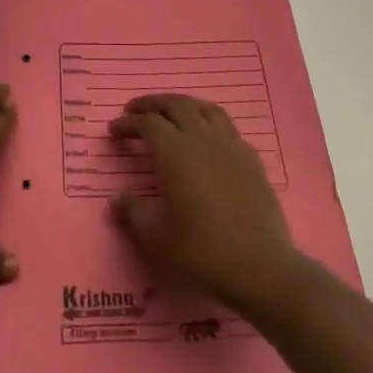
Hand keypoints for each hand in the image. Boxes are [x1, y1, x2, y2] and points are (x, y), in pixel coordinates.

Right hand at [109, 94, 297, 311]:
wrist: (259, 268)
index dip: (129, 123)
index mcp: (176, 152)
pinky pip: (229, 129)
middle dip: (153, 104)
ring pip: (205, 109)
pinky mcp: (252, 161)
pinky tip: (209, 139)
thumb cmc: (201, 251)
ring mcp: (231, 147)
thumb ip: (133, 212)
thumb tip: (117, 198)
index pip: (148, 123)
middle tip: (136, 111)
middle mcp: (203, 139)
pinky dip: (211, 125)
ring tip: (172, 113)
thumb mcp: (156, 238)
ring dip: (184, 105)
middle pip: (176, 105)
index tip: (113, 130)